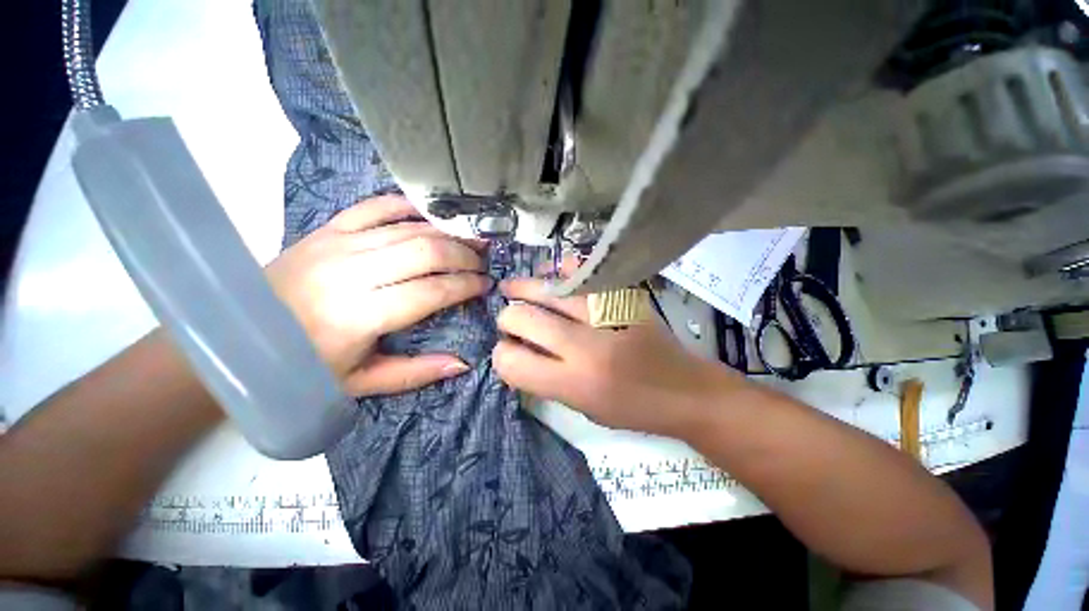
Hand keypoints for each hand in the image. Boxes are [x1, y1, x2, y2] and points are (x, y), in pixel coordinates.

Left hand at [265, 195, 490, 395]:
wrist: (236, 335)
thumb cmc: (300, 367)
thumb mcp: (360, 383)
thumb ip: (415, 372)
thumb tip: (462, 363)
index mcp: (360, 316)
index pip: (432, 291)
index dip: (466, 286)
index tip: (485, 286)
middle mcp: (351, 273)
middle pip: (426, 252)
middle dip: (464, 256)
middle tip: (482, 264)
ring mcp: (337, 244)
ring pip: (408, 228)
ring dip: (447, 233)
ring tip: (470, 241)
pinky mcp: (326, 230)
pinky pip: (375, 207)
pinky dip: (408, 207)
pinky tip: (431, 216)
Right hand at [492, 278, 741, 437]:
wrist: (686, 391)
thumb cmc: (633, 410)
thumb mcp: (582, 409)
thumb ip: (546, 381)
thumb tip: (517, 351)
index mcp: (574, 384)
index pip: (512, 361)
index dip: (502, 355)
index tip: (507, 350)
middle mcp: (585, 347)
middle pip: (522, 318)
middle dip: (507, 319)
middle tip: (511, 320)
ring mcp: (606, 316)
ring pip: (548, 290)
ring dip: (525, 288)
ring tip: (514, 287)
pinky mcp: (623, 298)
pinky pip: (583, 274)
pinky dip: (562, 271)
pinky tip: (553, 274)